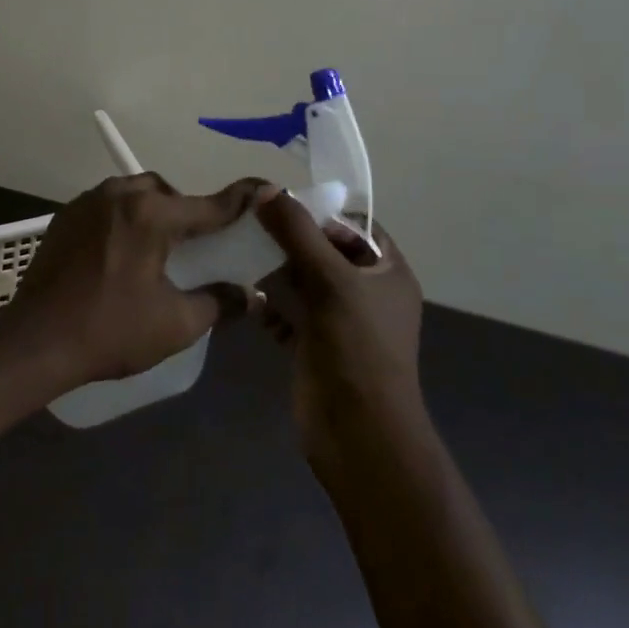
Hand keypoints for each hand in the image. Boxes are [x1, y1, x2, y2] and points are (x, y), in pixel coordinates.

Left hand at [0, 173, 273, 387]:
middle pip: (167, 192)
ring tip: (155, 249)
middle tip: (192, 246)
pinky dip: (123, 218)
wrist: (34, 341)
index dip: (242, 201)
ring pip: (134, 193)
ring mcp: (88, 202)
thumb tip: (248, 296)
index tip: (269, 189)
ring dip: (152, 211)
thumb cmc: (110, 330)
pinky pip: (107, 205)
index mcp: (151, 214)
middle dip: (185, 211)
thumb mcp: (175, 324)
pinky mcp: (65, 216)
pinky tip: (120, 252)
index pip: (209, 205)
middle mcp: (120, 195)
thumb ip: (218, 303)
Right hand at [255, 196, 425, 477]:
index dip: (321, 214)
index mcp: (388, 273)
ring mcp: (340, 322)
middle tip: (251, 225)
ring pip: (303, 282)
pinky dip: (269, 305)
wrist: (359, 436)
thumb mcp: (331, 280)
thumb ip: (298, 233)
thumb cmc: (358, 349)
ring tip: (240, 254)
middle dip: (290, 240)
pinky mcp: (315, 346)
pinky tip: (245, 297)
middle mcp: (367, 293)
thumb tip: (267, 190)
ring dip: (275, 271)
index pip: (356, 227)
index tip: (281, 205)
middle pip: (325, 252)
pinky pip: (289, 314)